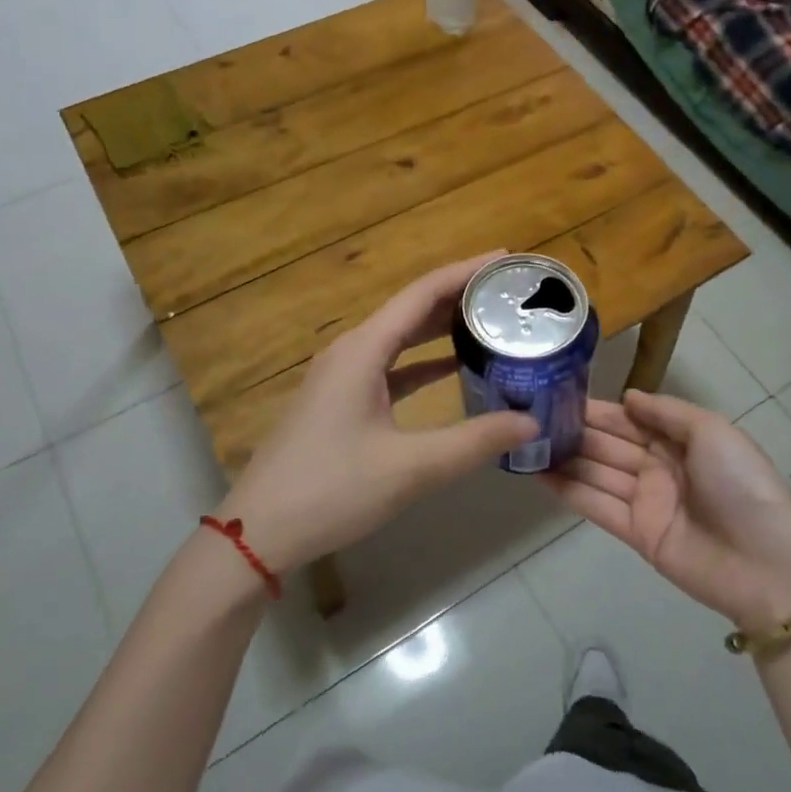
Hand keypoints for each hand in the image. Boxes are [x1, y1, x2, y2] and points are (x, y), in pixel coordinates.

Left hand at [222, 254, 539, 576]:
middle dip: (460, 295)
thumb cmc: (331, 490)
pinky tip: (454, 369)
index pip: (423, 293)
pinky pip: (391, 366)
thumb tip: (530, 422)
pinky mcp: (342, 400)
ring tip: (491, 321)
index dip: (466, 271)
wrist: (260, 531)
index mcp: (363, 349)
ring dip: (443, 327)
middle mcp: (352, 350)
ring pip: (402, 337)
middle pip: (413, 308)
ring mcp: (343, 375)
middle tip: (509, 292)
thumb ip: (473, 442)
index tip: (507, 260)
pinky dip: (424, 361)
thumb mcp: (410, 468)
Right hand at [544, 391, 790, 632]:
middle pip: (609, 444)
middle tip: (530, 417)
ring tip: (525, 443)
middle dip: (575, 431)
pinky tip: (538, 474)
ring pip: (597, 472)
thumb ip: (667, 412)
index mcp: (680, 440)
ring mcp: (646, 501)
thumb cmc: (741, 485)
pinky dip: (568, 490)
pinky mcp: (635, 533)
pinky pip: (596, 506)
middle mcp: (659, 467)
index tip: (559, 394)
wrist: (766, 565)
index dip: (597, 409)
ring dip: (565, 458)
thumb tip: (627, 397)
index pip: (629, 419)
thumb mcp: (712, 432)